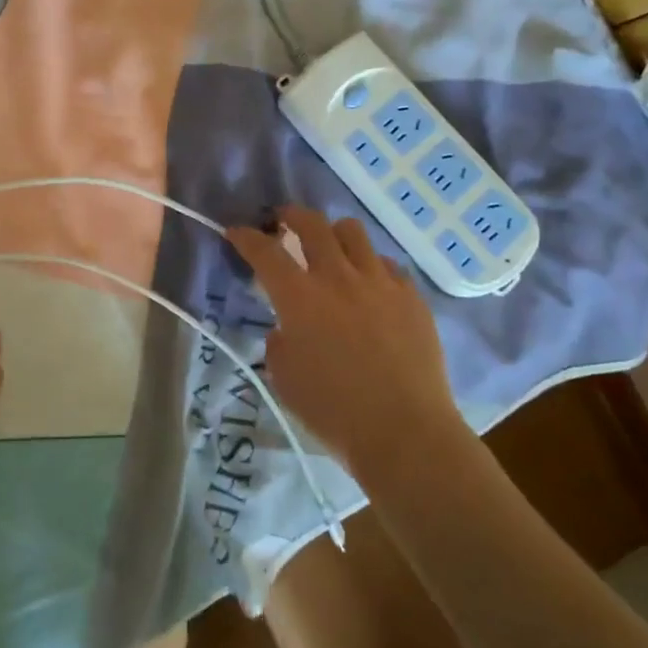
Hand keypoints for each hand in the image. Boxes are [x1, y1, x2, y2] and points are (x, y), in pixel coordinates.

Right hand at [226, 207, 459, 477]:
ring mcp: (380, 282)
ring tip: (330, 249)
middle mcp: (338, 277)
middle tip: (283, 221)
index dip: (246, 237)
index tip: (235, 231)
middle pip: (312, 224)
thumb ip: (279, 341)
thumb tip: (288, 327)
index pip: (265, 251)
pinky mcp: (411, 296)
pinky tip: (369, 287)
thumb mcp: (284, 378)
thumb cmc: (333, 411)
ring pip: (353, 232)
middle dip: (291, 215)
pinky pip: (386, 264)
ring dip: (333, 234)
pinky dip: (370, 266)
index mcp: (299, 297)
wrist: (405, 432)